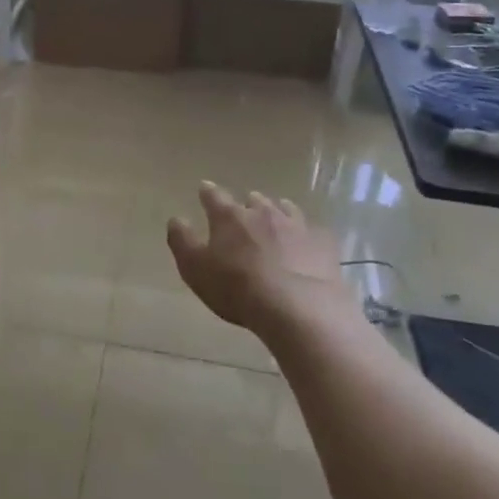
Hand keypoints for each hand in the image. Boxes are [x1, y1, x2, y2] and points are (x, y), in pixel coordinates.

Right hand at [167, 183, 343, 335]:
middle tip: (243, 215)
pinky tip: (306, 245)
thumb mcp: (195, 269)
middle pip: (253, 200)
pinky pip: (313, 231)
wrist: (298, 309)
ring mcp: (296, 225)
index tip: (204, 190)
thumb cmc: (237, 289)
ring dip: (277, 212)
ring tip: (276, 221)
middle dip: (247, 205)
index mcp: (229, 217)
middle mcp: (262, 212)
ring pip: (284, 209)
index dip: (208, 193)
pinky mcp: (322, 243)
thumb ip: (182, 241)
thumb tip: (176, 219)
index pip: (214, 196)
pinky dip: (306, 235)